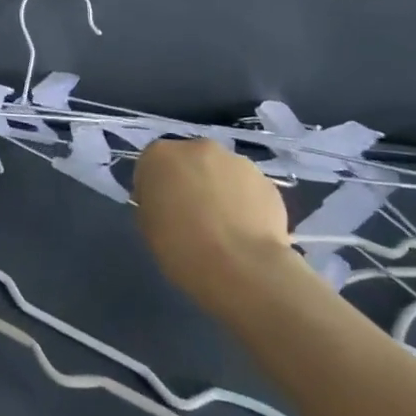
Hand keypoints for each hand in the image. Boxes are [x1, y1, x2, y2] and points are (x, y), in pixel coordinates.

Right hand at [133, 139, 297, 316]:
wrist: (241, 268)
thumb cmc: (181, 247)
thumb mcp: (148, 226)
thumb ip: (153, 203)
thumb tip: (166, 202)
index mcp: (160, 155)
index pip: (152, 165)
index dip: (156, 188)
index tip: (161, 212)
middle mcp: (197, 148)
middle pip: (189, 161)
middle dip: (189, 182)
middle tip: (192, 216)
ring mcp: (236, 161)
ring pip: (221, 172)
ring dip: (219, 189)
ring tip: (225, 227)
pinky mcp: (267, 181)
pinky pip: (248, 189)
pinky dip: (245, 203)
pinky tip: (246, 231)